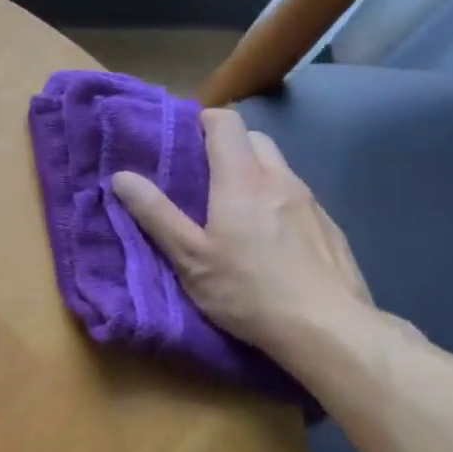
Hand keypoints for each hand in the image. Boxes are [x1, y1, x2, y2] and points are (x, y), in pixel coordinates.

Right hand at [111, 108, 373, 362]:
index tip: (183, 140)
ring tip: (232, 211)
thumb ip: (156, 214)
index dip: (204, 121)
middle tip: (202, 177)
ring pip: (279, 169)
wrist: (328, 329)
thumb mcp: (190, 257)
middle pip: (255, 139)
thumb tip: (122, 176)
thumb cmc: (247, 290)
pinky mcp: (330, 227)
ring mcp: (311, 202)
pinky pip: (297, 198)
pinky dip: (276, 202)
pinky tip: (269, 241)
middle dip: (228, 146)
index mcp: (242, 180)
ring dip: (254, 174)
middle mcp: (280, 179)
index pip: (226, 123)